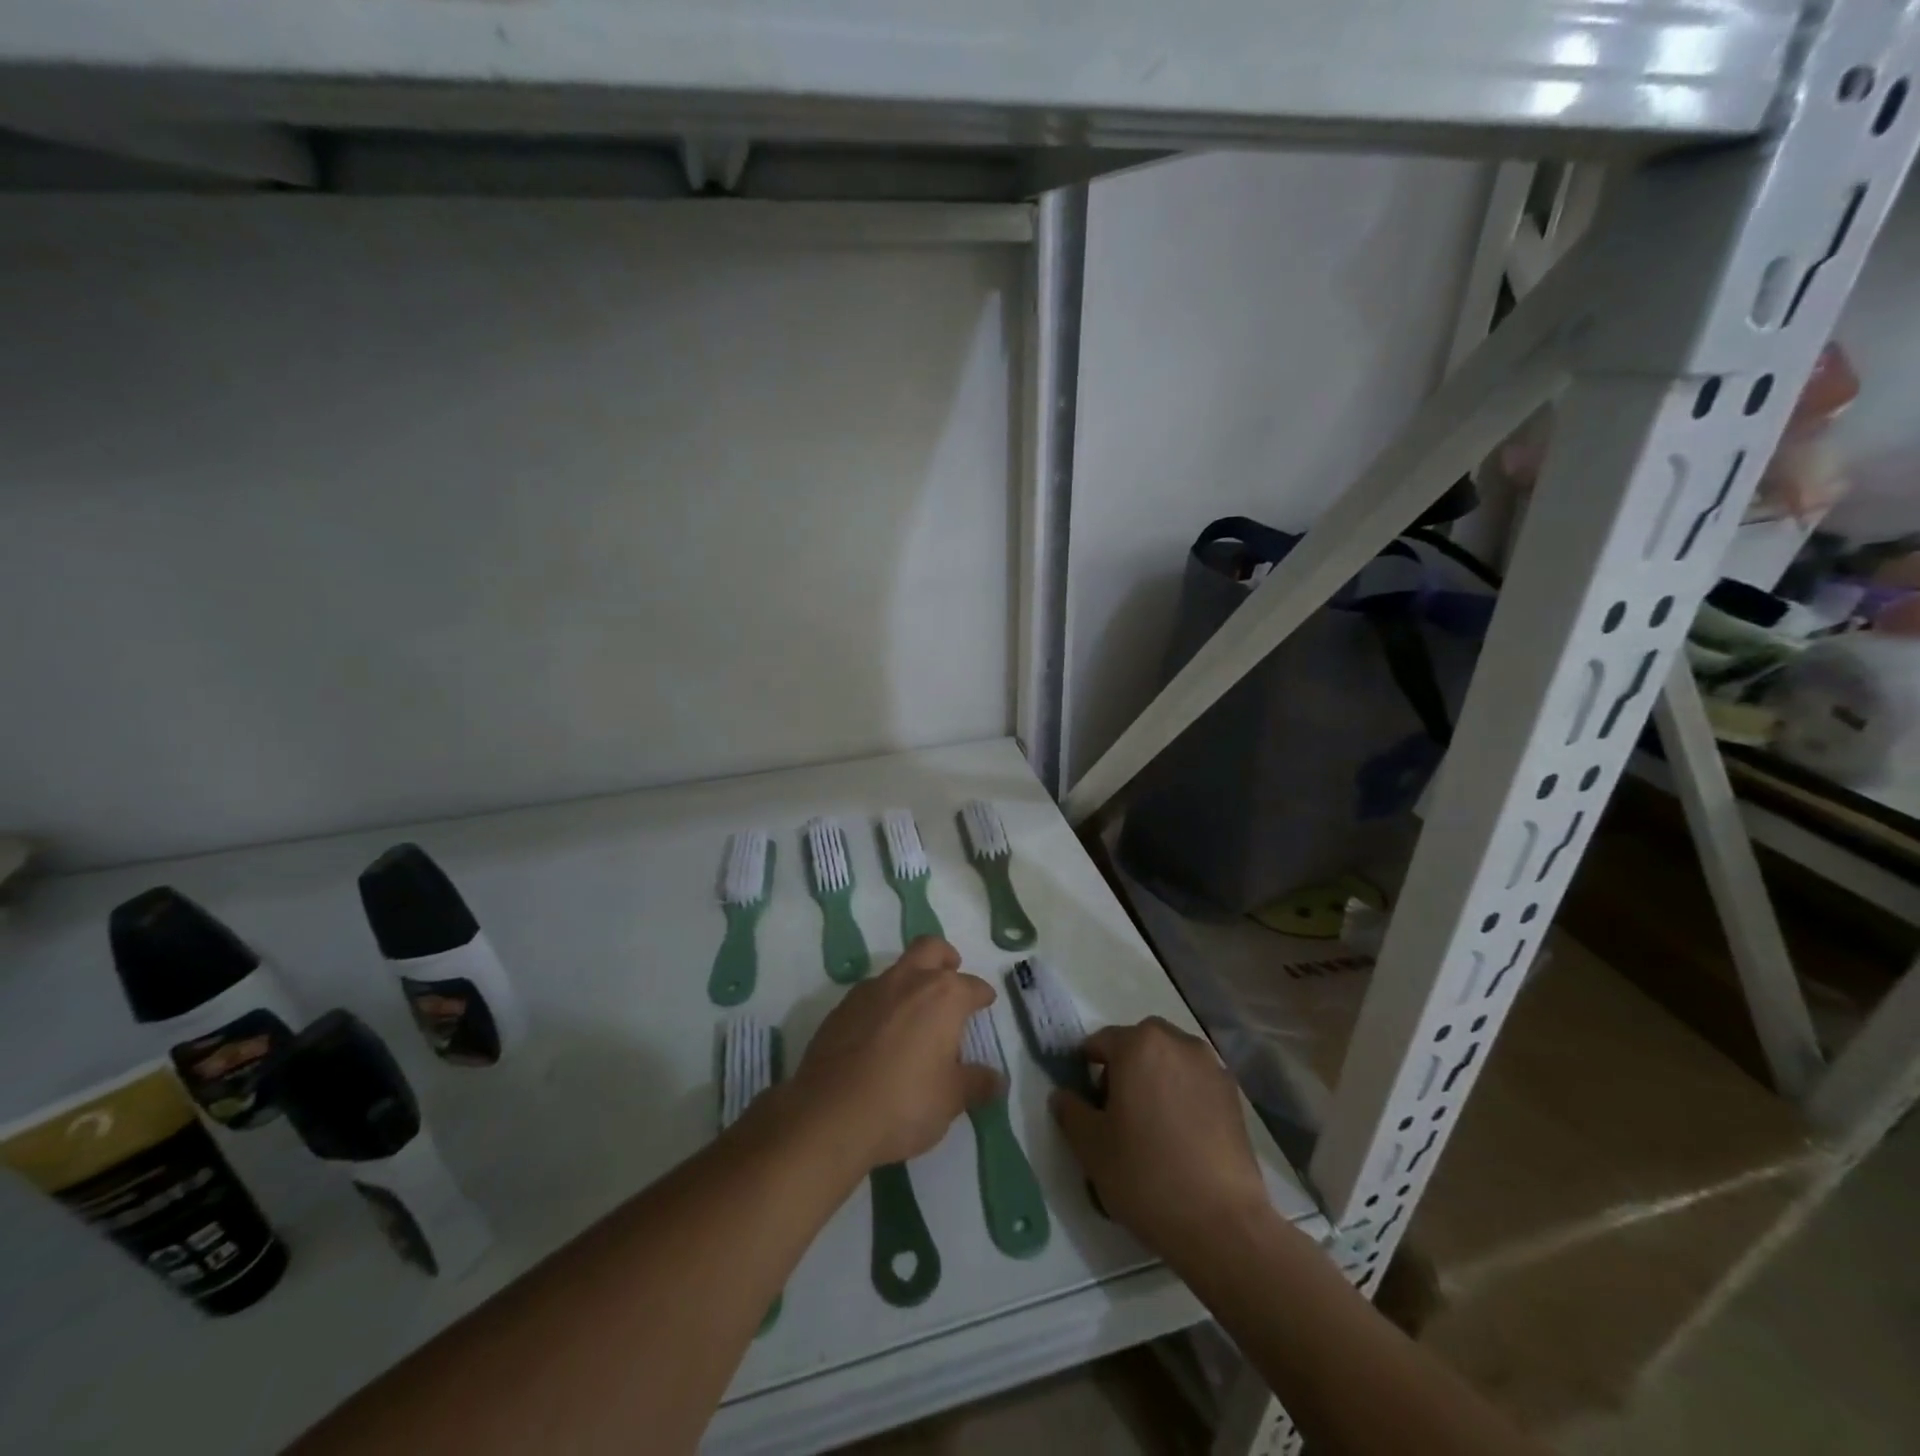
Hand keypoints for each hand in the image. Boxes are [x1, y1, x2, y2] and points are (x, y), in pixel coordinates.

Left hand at [787, 937, 1002, 1172]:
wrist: (829, 1115)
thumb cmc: (904, 1103)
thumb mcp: (950, 1100)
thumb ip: (976, 1083)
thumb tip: (996, 1079)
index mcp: (942, 996)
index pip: (971, 986)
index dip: (982, 995)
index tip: (986, 1003)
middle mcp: (907, 981)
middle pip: (930, 948)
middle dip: (944, 957)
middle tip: (951, 974)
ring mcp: (869, 991)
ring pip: (897, 970)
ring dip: (910, 982)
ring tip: (915, 1015)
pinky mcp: (840, 1009)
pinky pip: (870, 995)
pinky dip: (882, 1005)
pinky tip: (881, 1035)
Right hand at [1050, 1017, 1269, 1257]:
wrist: (1222, 1224)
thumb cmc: (1146, 1175)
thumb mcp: (1091, 1146)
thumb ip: (1071, 1111)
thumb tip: (1063, 1096)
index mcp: (1139, 1044)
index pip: (1101, 1042)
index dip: (1087, 1069)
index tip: (1086, 1101)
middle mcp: (1177, 1043)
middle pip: (1140, 1045)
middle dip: (1125, 1068)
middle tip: (1117, 1112)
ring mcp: (1211, 1068)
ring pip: (1170, 1061)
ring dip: (1156, 1079)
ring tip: (1152, 1126)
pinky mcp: (1234, 1096)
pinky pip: (1196, 1083)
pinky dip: (1183, 1096)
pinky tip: (1181, 1137)